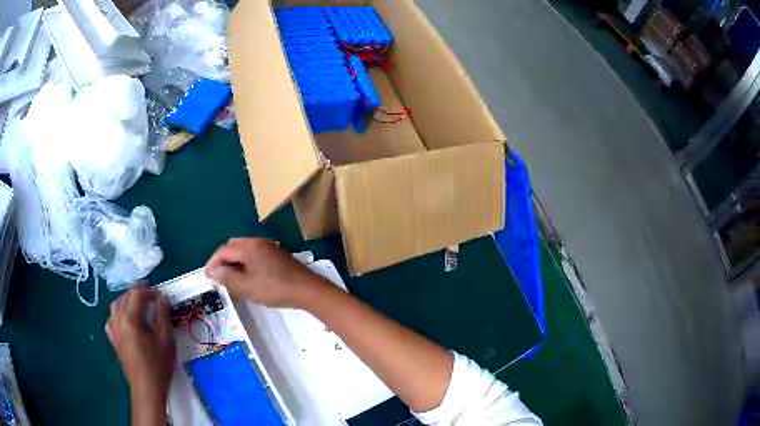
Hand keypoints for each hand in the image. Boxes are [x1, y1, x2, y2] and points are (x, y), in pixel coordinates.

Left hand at [105, 287, 174, 419]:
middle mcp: (119, 320)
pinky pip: (111, 320)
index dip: (150, 291)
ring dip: (127, 301)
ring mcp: (114, 330)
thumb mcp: (166, 340)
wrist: (147, 387)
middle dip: (138, 293)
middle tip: (152, 297)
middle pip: (125, 297)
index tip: (161, 296)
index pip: (137, 294)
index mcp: (131, 318)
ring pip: (116, 305)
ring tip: (138, 305)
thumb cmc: (158, 365)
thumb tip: (161, 299)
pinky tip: (125, 320)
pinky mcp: (113, 340)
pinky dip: (118, 314)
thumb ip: (163, 316)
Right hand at [206, 238, 327, 308]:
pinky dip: (245, 262)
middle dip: (223, 260)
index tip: (207, 276)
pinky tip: (246, 276)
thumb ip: (227, 277)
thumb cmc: (275, 289)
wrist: (307, 289)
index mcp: (249, 247)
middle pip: (233, 246)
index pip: (223, 250)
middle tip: (218, 276)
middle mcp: (258, 241)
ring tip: (230, 278)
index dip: (213, 263)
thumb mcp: (247, 286)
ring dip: (234, 261)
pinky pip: (254, 254)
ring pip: (244, 250)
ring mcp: (269, 246)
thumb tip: (213, 270)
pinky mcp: (276, 254)